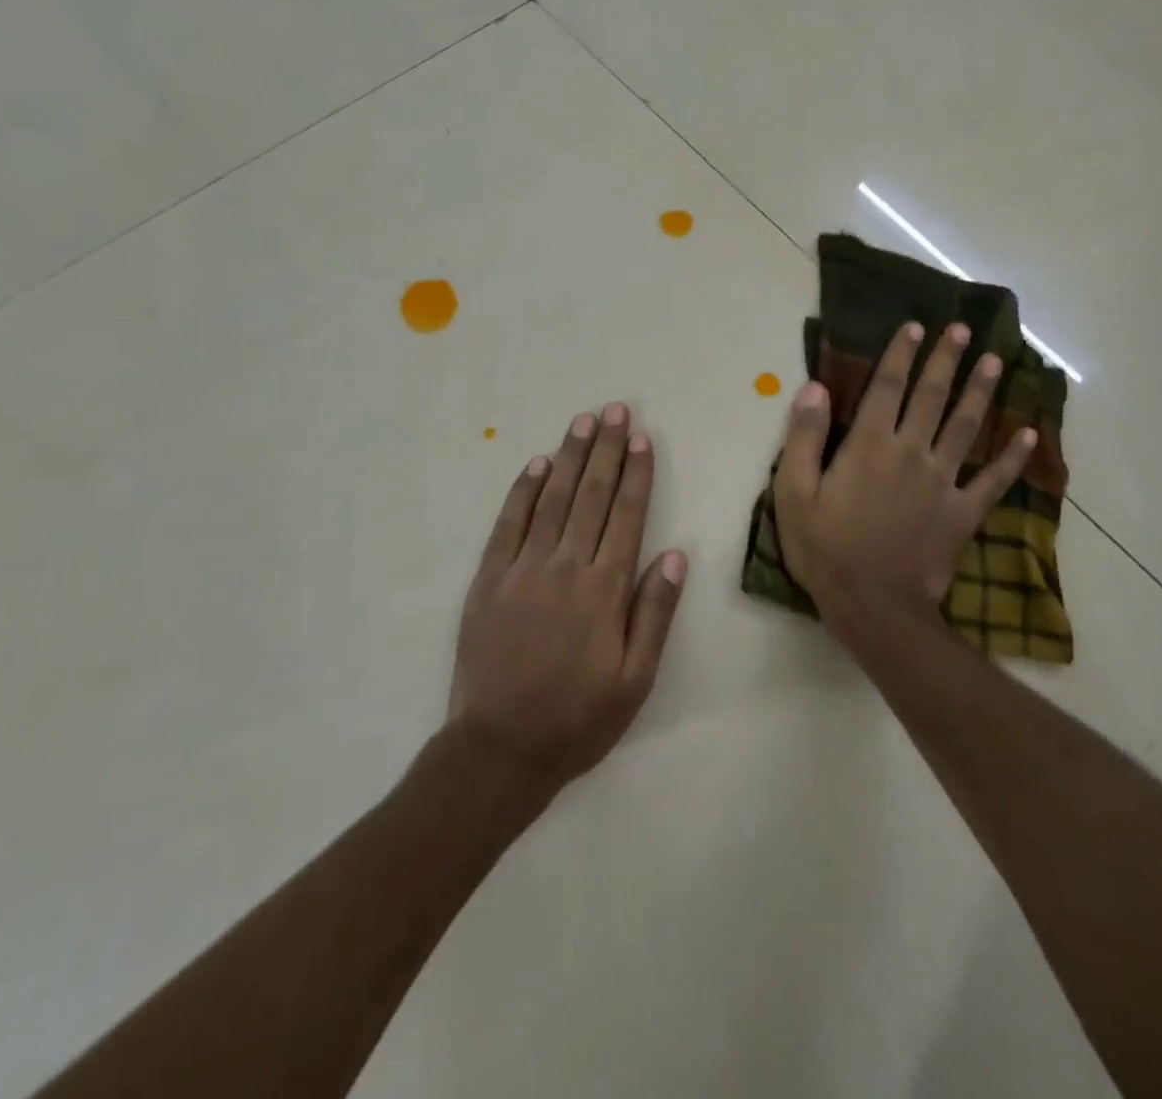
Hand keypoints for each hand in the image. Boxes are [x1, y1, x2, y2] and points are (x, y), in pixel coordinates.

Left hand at [448, 404, 686, 795]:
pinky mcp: (488, 580)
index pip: (626, 516)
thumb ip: (654, 614)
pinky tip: (537, 465)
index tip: (642, 438)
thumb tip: (673, 555)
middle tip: (615, 410)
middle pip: (591, 496)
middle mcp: (566, 568)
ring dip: (570, 457)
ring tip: (583, 422)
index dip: (636, 473)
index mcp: (604, 590)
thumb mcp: (635, 680)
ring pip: (553, 500)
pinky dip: (524, 491)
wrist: (499, 750)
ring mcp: (522, 570)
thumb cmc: (577, 719)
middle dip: (606, 450)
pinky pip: (508, 524)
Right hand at [772, 322, 1036, 643]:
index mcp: (868, 445)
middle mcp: (910, 452)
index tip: (915, 326)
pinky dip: (1013, 457)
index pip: (886, 387)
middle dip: (945, 359)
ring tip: (994, 361)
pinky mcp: (962, 512)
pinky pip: (993, 480)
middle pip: (931, 396)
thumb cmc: (825, 550)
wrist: (874, 607)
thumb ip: (803, 437)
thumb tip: (814, 387)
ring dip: (980, 392)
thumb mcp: (794, 493)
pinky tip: (1029, 434)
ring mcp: (941, 481)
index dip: (901, 353)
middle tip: (961, 328)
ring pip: (965, 426)